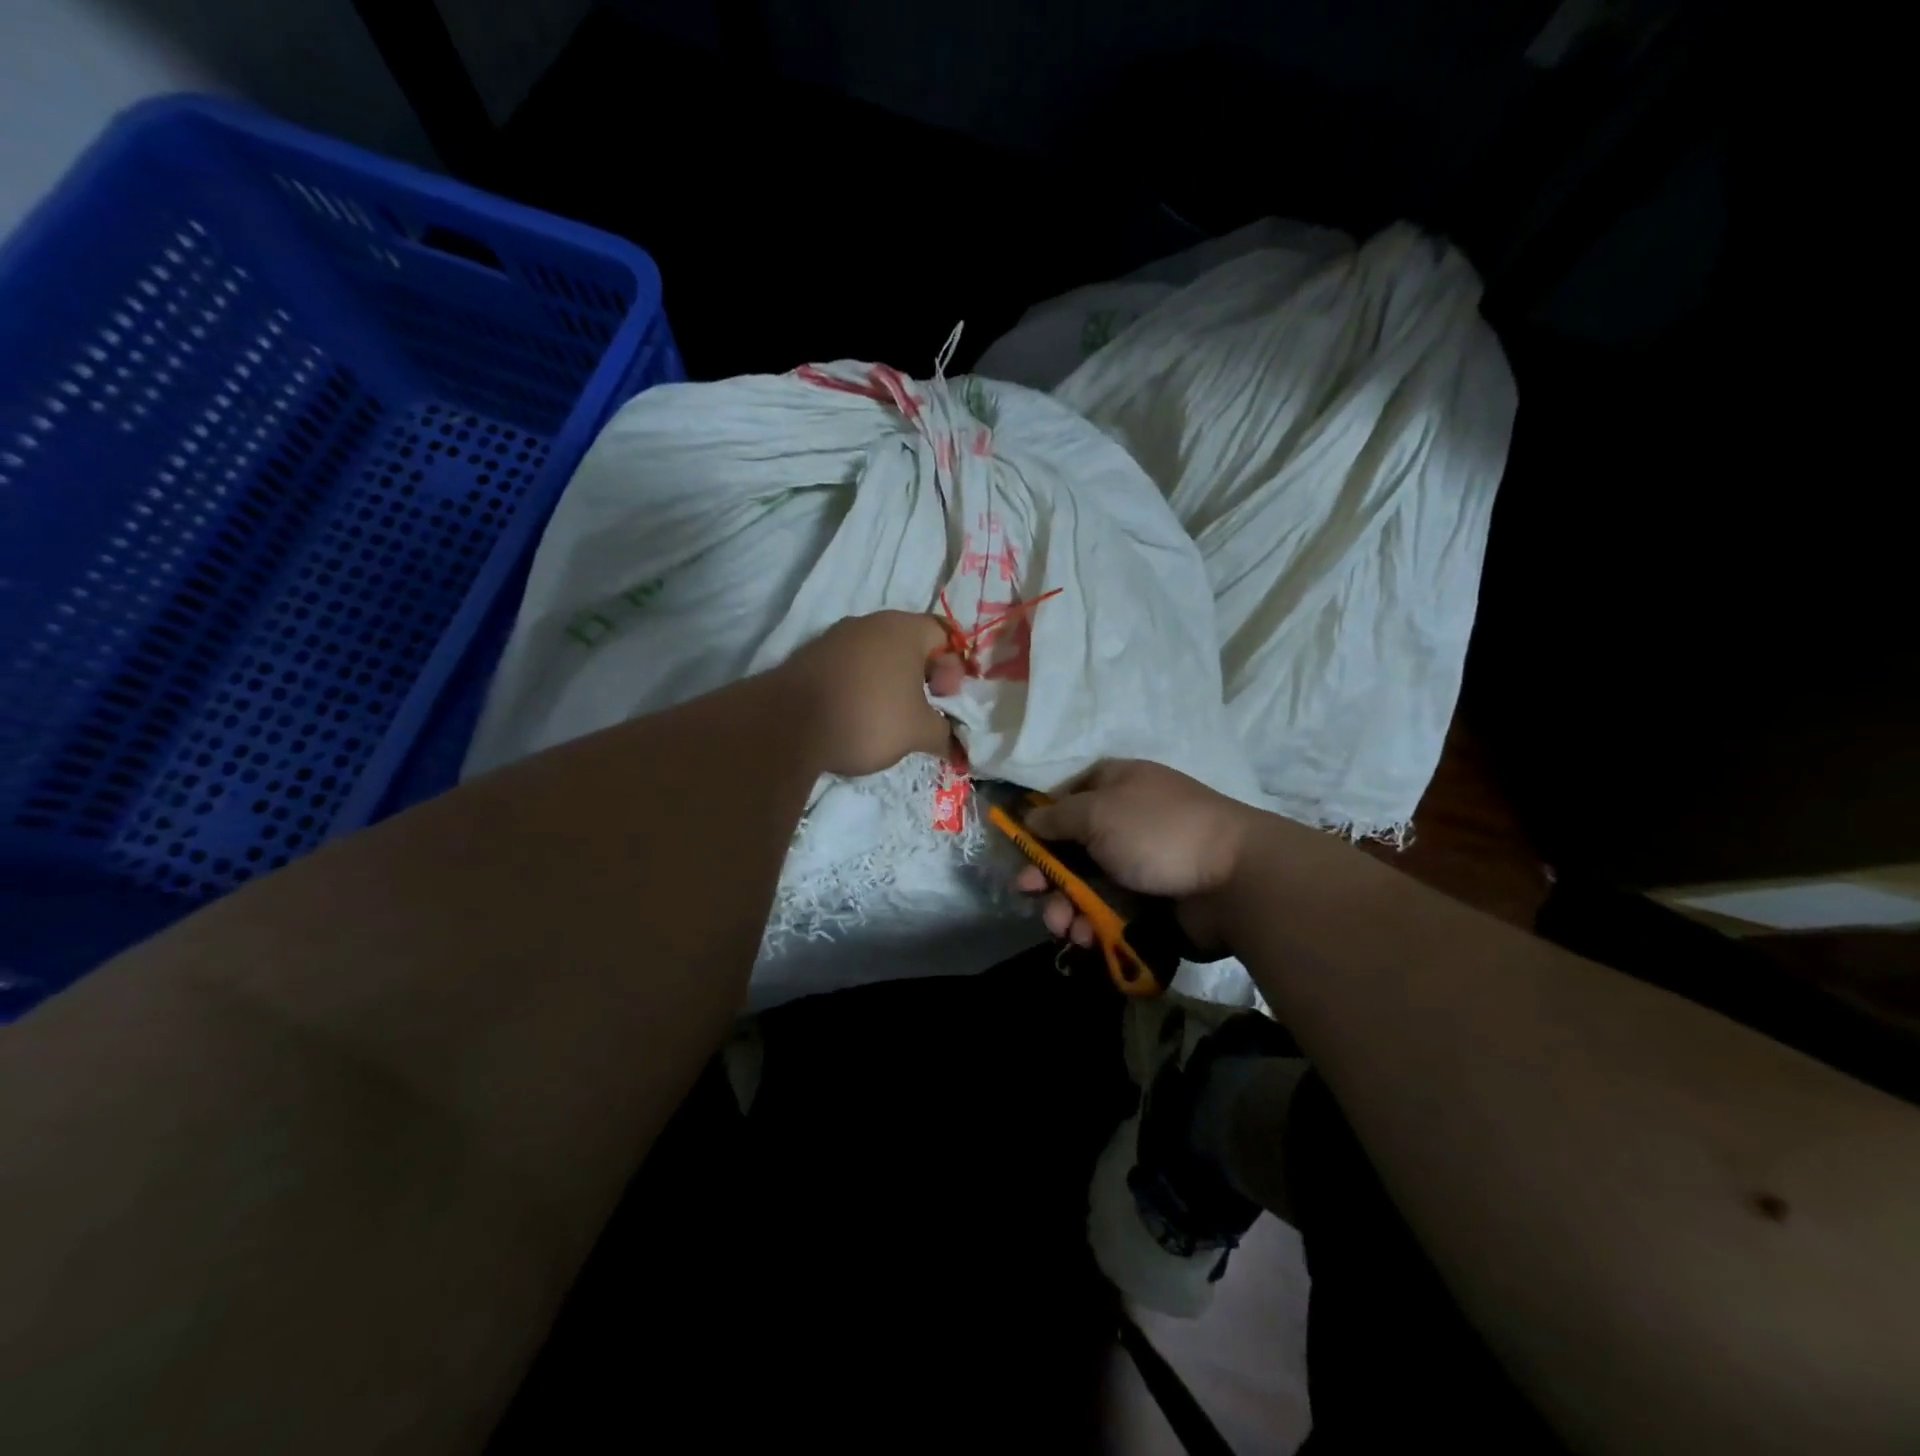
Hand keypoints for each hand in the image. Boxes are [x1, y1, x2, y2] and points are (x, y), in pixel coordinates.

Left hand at [775, 611, 965, 777]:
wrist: (788, 725)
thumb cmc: (868, 717)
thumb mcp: (918, 732)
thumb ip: (944, 734)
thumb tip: (955, 745)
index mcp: (903, 628)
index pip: (944, 634)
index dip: (954, 668)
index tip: (946, 699)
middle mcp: (869, 623)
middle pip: (911, 644)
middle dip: (924, 677)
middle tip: (925, 710)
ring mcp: (836, 638)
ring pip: (878, 656)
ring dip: (893, 683)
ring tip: (892, 718)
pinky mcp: (811, 657)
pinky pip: (851, 667)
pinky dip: (863, 686)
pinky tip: (859, 716)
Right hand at [1013, 760, 1259, 954]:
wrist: (1234, 879)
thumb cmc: (1157, 831)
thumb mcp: (1096, 812)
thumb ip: (1056, 817)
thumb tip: (1030, 820)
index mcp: (1115, 785)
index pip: (1066, 798)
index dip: (1041, 824)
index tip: (1022, 850)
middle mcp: (1125, 820)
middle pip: (1071, 848)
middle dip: (1047, 875)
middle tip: (1030, 895)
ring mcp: (1140, 862)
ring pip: (1088, 885)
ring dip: (1067, 906)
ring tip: (1064, 927)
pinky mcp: (1153, 900)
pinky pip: (1112, 910)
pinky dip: (1095, 923)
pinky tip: (1088, 937)